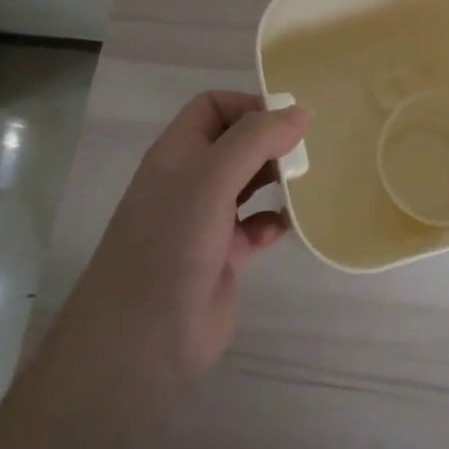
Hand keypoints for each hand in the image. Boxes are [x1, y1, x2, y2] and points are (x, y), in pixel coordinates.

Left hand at [88, 91, 310, 387]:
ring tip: (307, 183)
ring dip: (277, 180)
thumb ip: (255, 140)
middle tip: (307, 152)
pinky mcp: (223, 257)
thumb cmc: (170, 246)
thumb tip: (300, 112)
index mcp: (177, 154)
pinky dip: (275, 222)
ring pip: (249, 184)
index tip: (290, 121)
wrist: (141, 343)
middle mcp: (190, 181)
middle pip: (236, 143)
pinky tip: (289, 227)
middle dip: (271, 142)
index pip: (213, 107)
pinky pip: (257, 227)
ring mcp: (205, 221)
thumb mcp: (210, 180)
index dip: (250, 105)